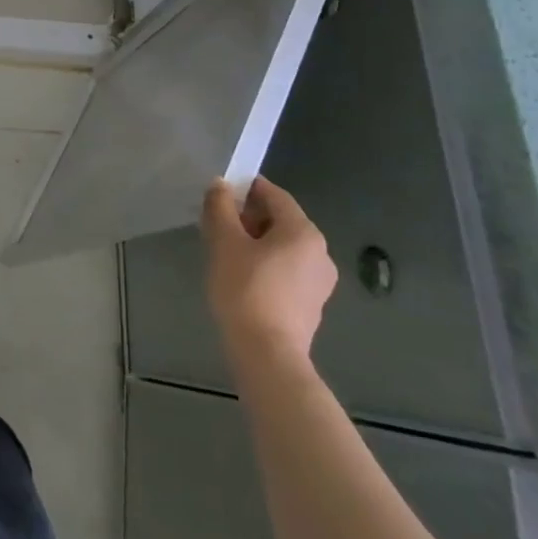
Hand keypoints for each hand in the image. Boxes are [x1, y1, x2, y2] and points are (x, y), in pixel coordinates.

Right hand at [202, 176, 337, 363]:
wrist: (267, 353)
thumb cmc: (245, 288)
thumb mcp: (224, 241)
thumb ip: (220, 207)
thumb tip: (220, 185)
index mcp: (304, 232)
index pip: (275, 195)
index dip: (246, 189)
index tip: (219, 196)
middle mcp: (320, 252)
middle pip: (281, 220)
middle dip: (249, 217)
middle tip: (217, 226)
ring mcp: (320, 281)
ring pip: (284, 247)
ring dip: (256, 242)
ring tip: (226, 253)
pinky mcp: (312, 304)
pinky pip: (288, 270)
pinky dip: (266, 264)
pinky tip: (243, 278)